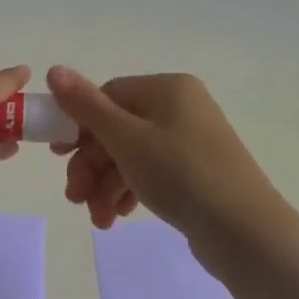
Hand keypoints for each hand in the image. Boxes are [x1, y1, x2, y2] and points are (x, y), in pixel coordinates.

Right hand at [45, 67, 285, 242]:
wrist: (244, 229)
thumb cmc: (180, 173)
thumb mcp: (126, 138)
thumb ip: (86, 106)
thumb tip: (54, 69)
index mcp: (167, 88)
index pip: (108, 96)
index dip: (79, 125)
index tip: (57, 157)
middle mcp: (181, 107)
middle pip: (118, 128)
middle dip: (91, 166)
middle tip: (75, 198)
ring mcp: (191, 140)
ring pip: (132, 155)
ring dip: (106, 185)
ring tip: (98, 218)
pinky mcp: (197, 171)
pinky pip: (152, 172)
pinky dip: (130, 191)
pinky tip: (118, 216)